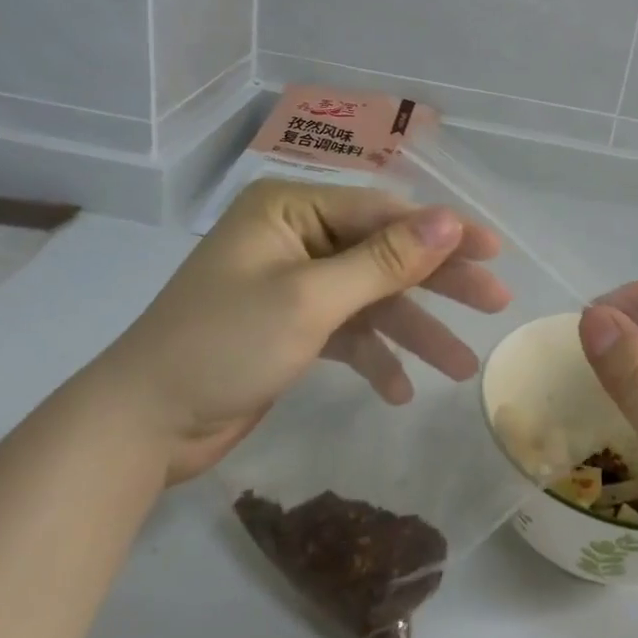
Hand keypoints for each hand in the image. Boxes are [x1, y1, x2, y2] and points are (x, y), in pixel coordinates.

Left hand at [92, 179, 509, 482]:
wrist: (141, 427)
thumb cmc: (224, 345)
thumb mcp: (310, 299)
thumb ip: (384, 260)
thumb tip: (450, 221)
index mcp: (291, 209)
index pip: (383, 211)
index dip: (442, 232)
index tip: (494, 252)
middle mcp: (295, 237)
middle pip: (384, 253)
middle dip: (438, 282)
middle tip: (495, 302)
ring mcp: (294, 284)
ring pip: (372, 298)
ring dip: (414, 330)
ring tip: (463, 367)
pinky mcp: (292, 328)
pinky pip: (348, 331)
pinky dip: (375, 356)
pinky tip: (400, 389)